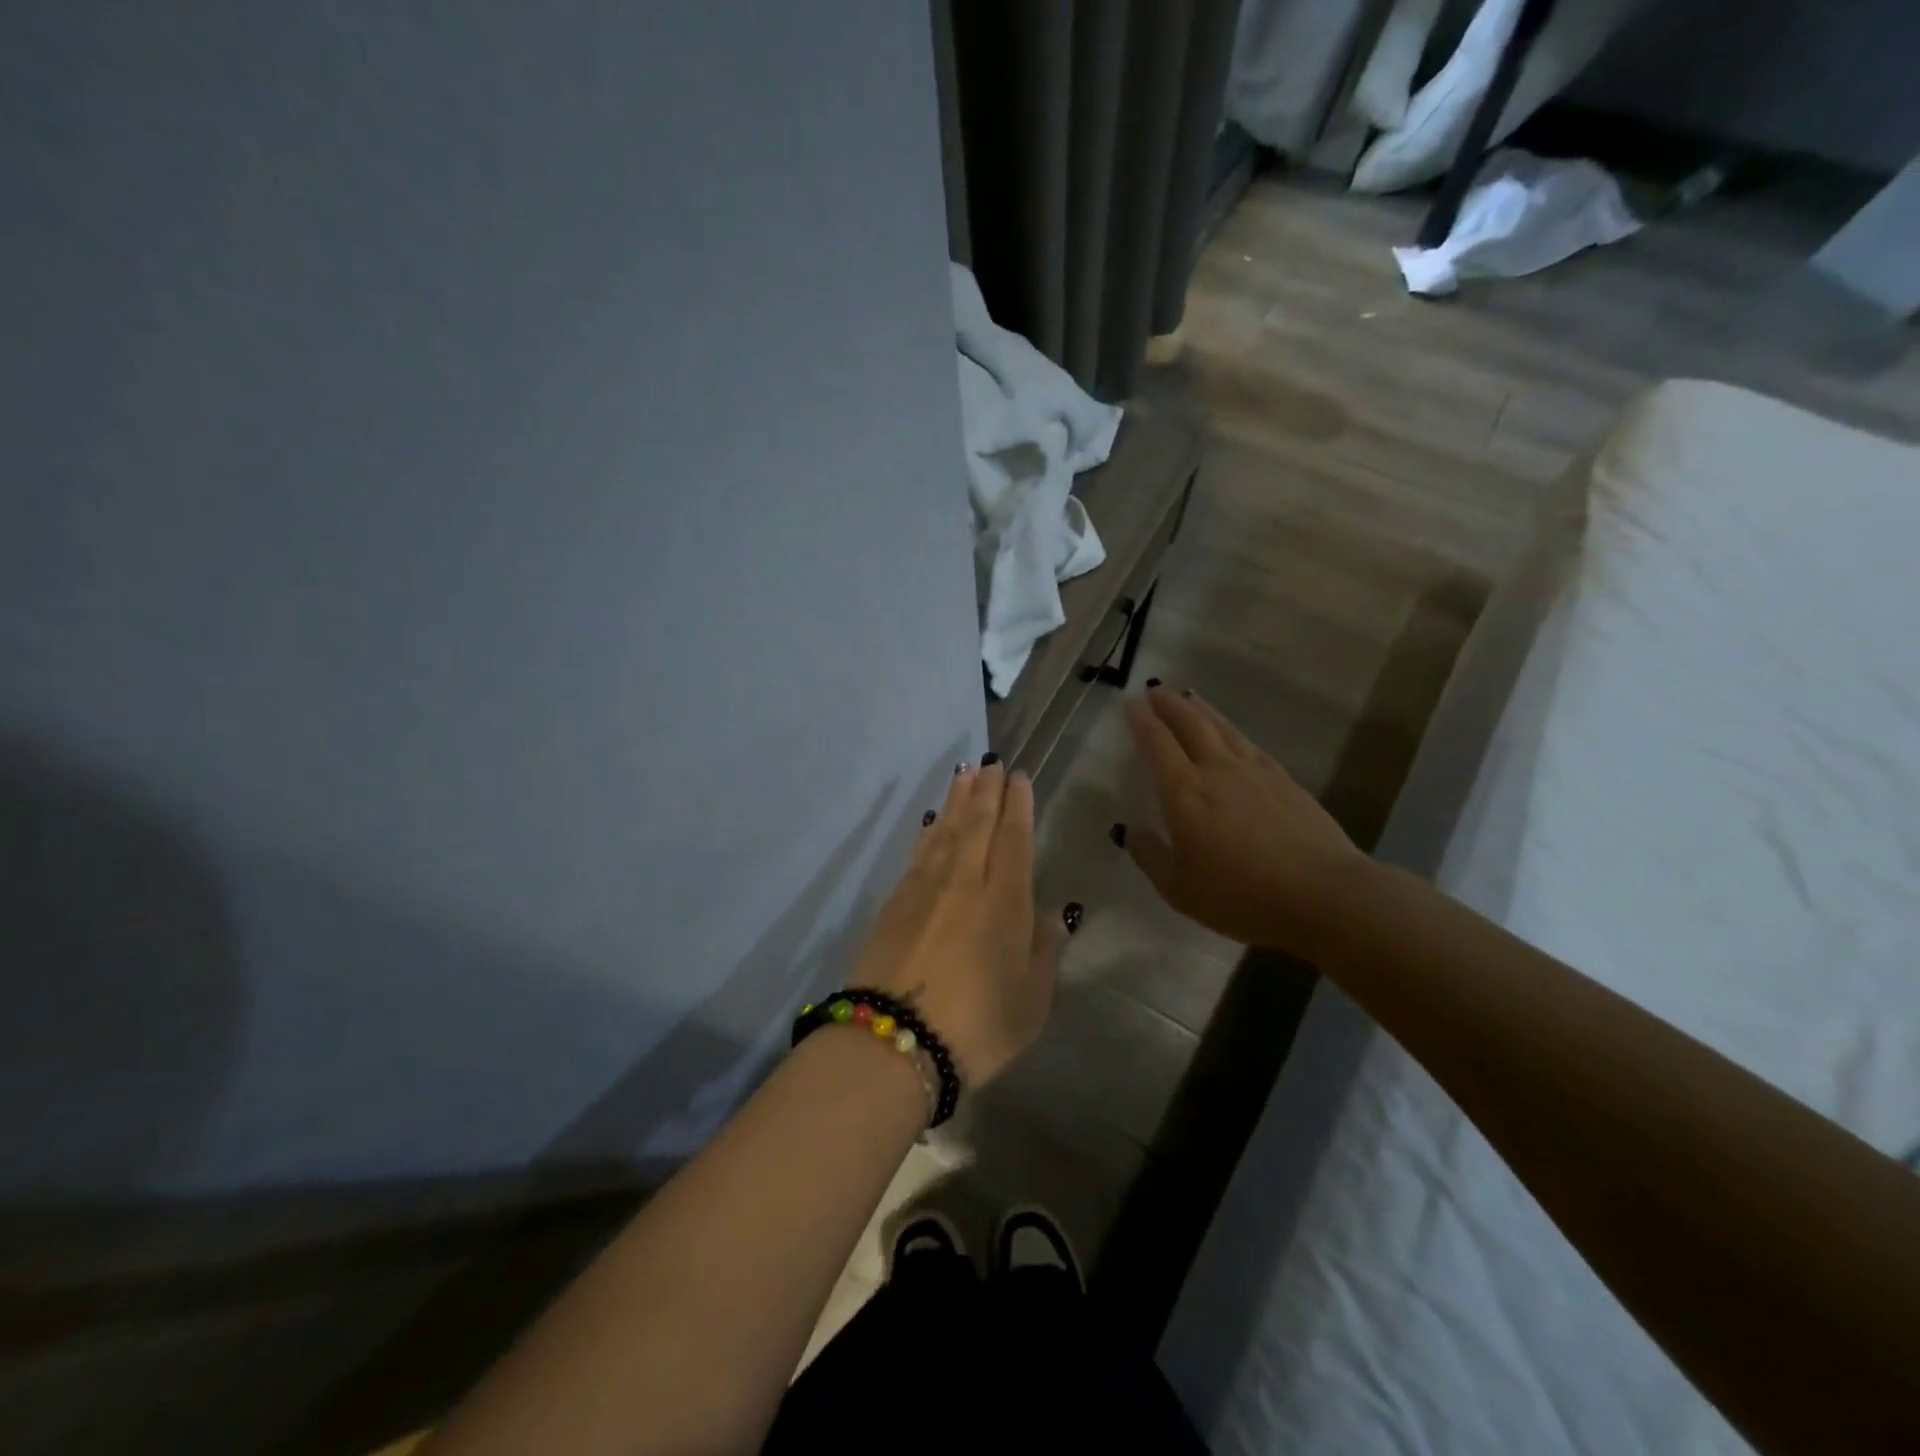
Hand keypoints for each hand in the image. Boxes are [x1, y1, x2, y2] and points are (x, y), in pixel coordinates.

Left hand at [850, 763, 1065, 1086]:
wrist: (893, 1041)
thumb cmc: (977, 1027)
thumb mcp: (1030, 1001)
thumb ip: (1043, 951)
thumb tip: (1051, 913)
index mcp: (1004, 902)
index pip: (1014, 839)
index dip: (1018, 806)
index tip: (1018, 777)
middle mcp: (964, 883)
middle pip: (978, 825)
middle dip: (987, 790)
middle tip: (992, 762)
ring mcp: (924, 889)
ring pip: (946, 831)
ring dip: (958, 800)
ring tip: (965, 774)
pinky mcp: (894, 902)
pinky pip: (918, 852)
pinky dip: (929, 831)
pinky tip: (933, 821)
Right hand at [1119, 687, 1368, 954]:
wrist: (1322, 894)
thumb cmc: (1241, 896)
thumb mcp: (1179, 889)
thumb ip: (1150, 856)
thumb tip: (1131, 831)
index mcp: (1184, 793)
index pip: (1157, 744)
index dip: (1142, 722)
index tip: (1131, 705)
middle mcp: (1217, 770)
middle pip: (1190, 724)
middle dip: (1169, 705)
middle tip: (1155, 690)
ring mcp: (1255, 771)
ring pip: (1222, 728)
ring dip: (1201, 710)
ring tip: (1188, 698)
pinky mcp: (1285, 780)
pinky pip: (1248, 744)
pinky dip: (1232, 731)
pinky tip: (1232, 736)